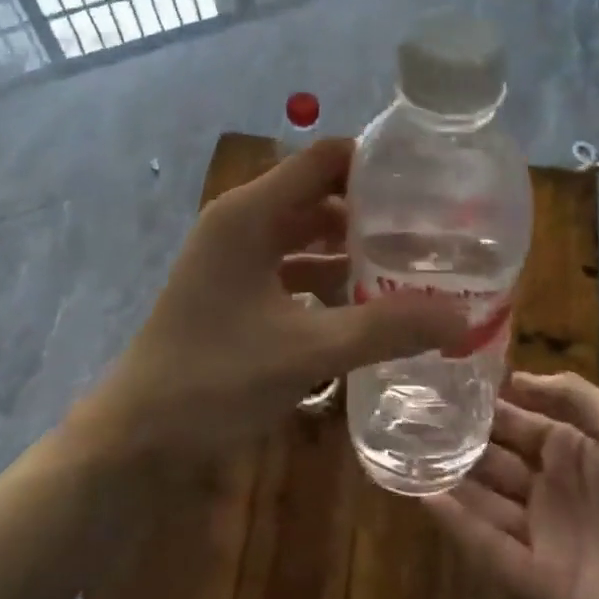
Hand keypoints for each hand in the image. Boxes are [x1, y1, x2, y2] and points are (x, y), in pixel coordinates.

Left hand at [86, 138, 467, 455]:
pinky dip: (328, 278)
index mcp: (250, 212)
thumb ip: (386, 329)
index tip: (427, 184)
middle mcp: (242, 221)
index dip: (374, 163)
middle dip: (372, 210)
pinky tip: (368, 305)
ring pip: (306, 233)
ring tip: (412, 265)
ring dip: (352, 248)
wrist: (135, 438)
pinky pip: (292, 267)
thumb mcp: (307, 350)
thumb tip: (463, 318)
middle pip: (319, 194)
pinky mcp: (236, 289)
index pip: (324, 159)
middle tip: (432, 230)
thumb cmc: (213, 379)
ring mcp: (235, 256)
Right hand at [425, 372, 598, 598]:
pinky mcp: (539, 582)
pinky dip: (459, 524)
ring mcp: (544, 538)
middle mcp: (553, 491)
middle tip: (409, 419)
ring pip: (486, 502)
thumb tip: (515, 377)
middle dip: (459, 442)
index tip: (441, 386)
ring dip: (450, 480)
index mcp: (575, 452)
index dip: (484, 408)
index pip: (518, 423)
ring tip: (404, 453)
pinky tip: (425, 495)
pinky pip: (491, 548)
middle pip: (495, 462)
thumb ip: (573, 395)